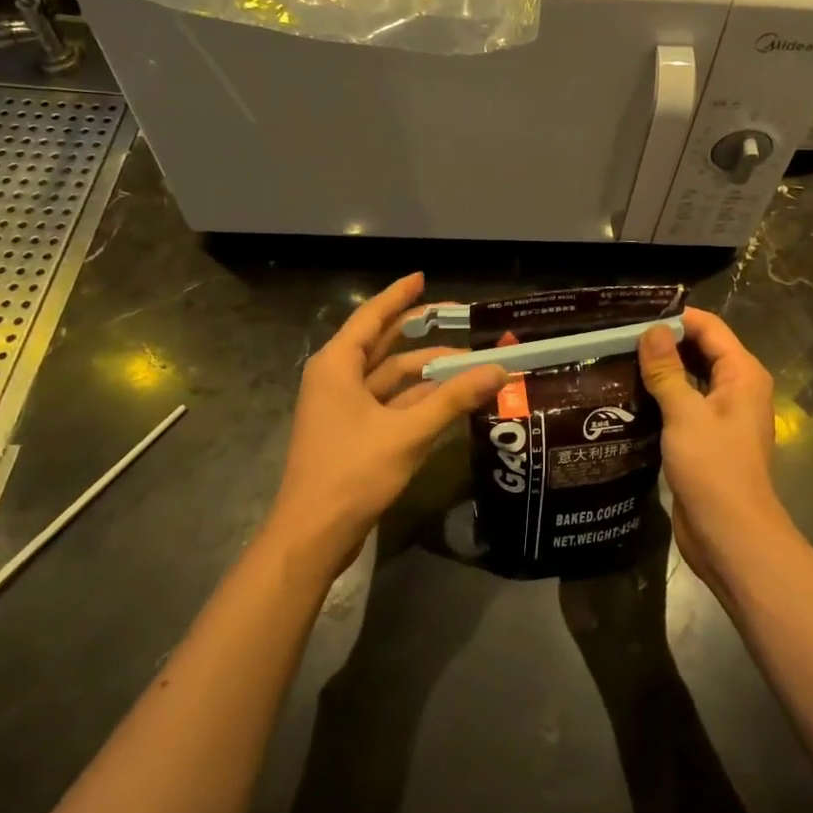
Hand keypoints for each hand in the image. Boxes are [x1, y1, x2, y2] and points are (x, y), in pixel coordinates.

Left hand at [270, 273, 507, 577]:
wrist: (313, 534)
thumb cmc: (352, 472)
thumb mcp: (408, 432)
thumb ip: (454, 398)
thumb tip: (499, 369)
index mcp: (337, 365)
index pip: (372, 317)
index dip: (399, 297)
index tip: (423, 278)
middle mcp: (336, 378)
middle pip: (382, 344)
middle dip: (419, 331)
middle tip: (456, 317)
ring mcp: (342, 408)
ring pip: (389, 377)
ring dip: (425, 370)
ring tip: (468, 362)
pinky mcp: (352, 433)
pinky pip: (389, 403)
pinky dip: (417, 398)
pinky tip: (449, 397)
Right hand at [638, 309, 798, 588]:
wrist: (730, 536)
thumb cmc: (713, 468)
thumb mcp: (685, 414)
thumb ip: (667, 370)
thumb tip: (651, 330)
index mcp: (742, 374)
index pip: (710, 328)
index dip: (676, 318)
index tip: (634, 315)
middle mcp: (736, 389)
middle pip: (701, 351)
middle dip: (665, 343)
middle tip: (618, 336)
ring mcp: (722, 416)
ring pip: (690, 379)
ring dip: (661, 371)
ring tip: (617, 360)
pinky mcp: (706, 440)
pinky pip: (684, 406)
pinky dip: (662, 397)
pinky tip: (628, 397)